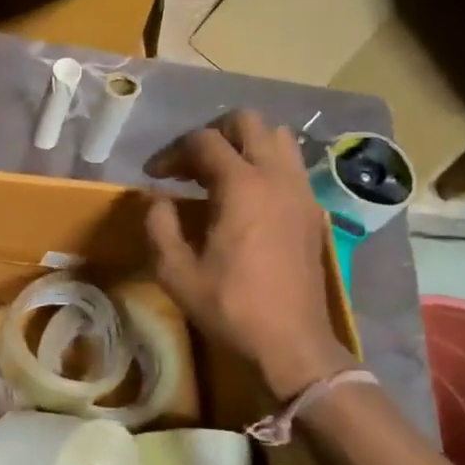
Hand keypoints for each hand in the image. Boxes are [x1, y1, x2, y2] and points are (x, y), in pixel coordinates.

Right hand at [145, 111, 356, 400]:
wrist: (291, 342)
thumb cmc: (230, 307)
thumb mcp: (176, 272)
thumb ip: (159, 225)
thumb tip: (156, 199)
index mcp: (241, 186)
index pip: (203, 141)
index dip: (172, 152)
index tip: (153, 175)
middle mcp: (276, 176)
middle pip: (247, 122)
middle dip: (212, 135)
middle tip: (188, 165)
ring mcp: (300, 191)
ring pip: (277, 138)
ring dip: (244, 145)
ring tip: (218, 175)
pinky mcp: (312, 210)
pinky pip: (290, 165)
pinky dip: (264, 165)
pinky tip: (245, 198)